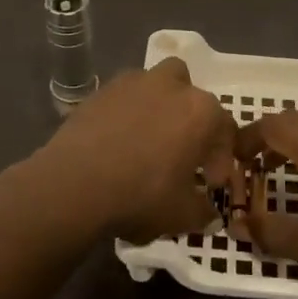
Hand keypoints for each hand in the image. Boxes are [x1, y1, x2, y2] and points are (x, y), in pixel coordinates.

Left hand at [24, 58, 237, 243]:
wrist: (73, 184)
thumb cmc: (140, 196)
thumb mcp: (181, 216)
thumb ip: (203, 212)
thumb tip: (209, 214)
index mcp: (200, 111)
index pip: (224, 128)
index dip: (220, 157)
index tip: (210, 182)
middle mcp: (170, 85)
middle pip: (191, 94)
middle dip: (192, 118)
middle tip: (182, 152)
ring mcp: (132, 83)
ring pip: (155, 86)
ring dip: (159, 108)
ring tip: (149, 141)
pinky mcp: (100, 91)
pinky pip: (124, 98)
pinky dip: (127, 114)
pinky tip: (118, 142)